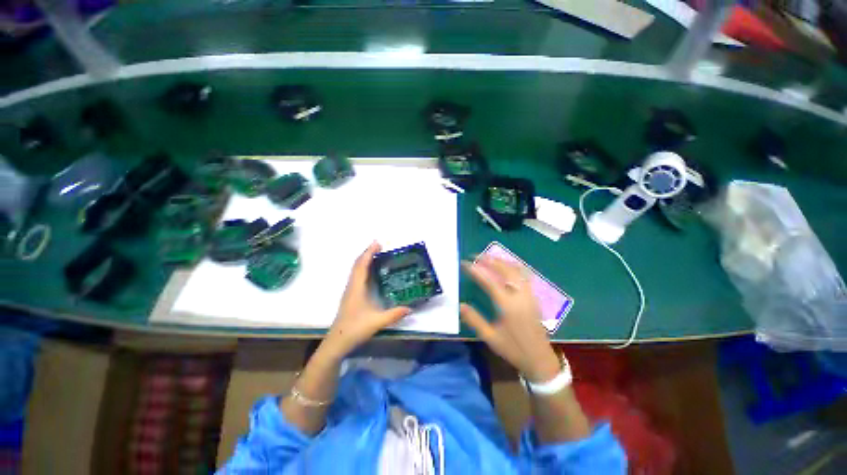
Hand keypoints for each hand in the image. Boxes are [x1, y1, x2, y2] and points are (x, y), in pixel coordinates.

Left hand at [321, 242, 411, 358]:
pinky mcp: (350, 296)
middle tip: (379, 246)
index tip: (378, 243)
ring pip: (356, 270)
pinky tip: (371, 273)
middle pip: (357, 264)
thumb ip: (395, 314)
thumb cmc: (355, 329)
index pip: (362, 265)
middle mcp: (352, 286)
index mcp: (357, 288)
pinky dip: (363, 268)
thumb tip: (410, 308)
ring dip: (365, 260)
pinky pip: (357, 276)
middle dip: (367, 253)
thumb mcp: (377, 321)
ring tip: (376, 255)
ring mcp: (350, 291)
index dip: (369, 253)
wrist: (337, 342)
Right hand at [461, 256, 560, 382]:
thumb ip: (474, 320)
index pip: (489, 281)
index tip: (465, 263)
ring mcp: (529, 295)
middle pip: (505, 270)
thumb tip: (460, 305)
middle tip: (476, 256)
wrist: (540, 359)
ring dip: (502, 261)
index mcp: (508, 305)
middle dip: (490, 260)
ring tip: (489, 258)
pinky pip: (523, 275)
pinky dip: (512, 267)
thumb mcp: (490, 337)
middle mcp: (520, 296)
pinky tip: (506, 267)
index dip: (476, 271)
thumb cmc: (513, 349)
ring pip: (516, 270)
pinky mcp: (533, 297)